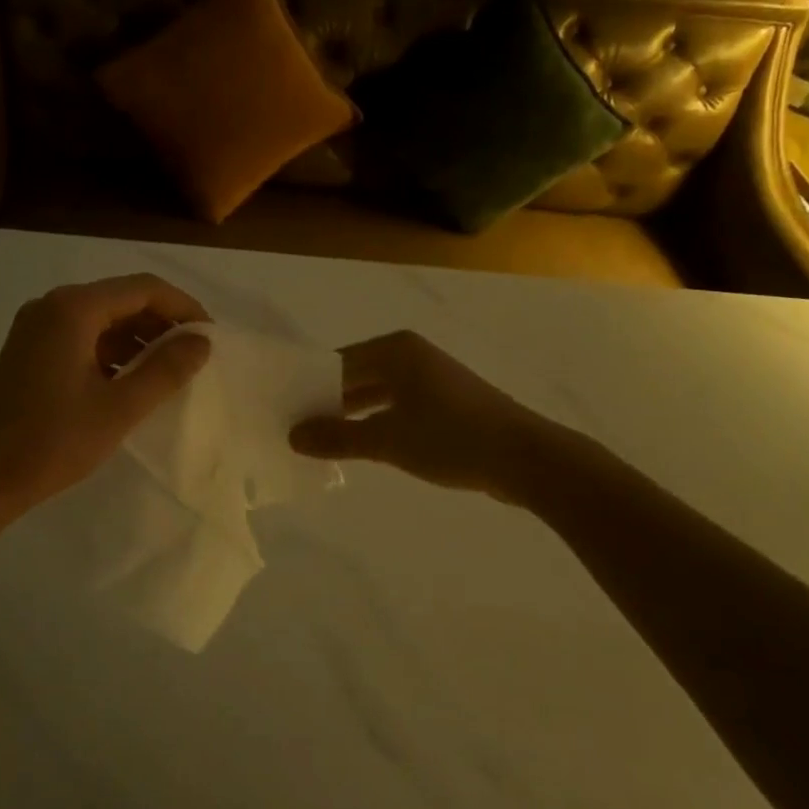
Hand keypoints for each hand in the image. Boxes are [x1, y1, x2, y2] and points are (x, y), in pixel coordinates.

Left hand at [0, 274, 212, 515]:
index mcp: (73, 309)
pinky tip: (130, 381)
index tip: (210, 336)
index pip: (143, 288)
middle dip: (161, 323)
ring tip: (168, 371)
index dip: (183, 307)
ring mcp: (35, 328)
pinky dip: (111, 352)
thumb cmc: (52, 441)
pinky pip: (81, 337)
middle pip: (121, 299)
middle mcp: (52, 306)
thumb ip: (166, 370)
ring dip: (138, 339)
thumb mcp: (119, 408)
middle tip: (193, 355)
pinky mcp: (28, 351)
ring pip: (101, 319)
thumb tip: (201, 342)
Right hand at [290, 331, 568, 497]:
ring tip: (319, 441)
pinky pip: (395, 408)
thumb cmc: (452, 437)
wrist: (526, 458)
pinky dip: (375, 423)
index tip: (283, 410)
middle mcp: (411, 356)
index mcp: (395, 350)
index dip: (309, 386)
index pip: (336, 362)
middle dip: (327, 402)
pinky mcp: (444, 403)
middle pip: (355, 376)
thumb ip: (337, 437)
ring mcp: (430, 379)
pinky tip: (359, 447)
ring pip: (375, 394)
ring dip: (350, 416)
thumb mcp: (387, 439)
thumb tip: (292, 436)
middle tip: (294, 429)